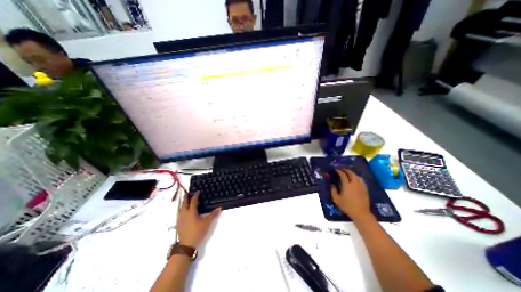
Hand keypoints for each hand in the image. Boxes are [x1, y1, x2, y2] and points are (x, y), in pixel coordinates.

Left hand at [176, 191, 219, 247]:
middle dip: (186, 197)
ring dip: (183, 203)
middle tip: (188, 193)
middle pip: (184, 203)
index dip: (195, 195)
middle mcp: (184, 213)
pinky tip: (184, 212)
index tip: (198, 191)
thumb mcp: (207, 223)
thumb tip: (220, 208)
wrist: (186, 245)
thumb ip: (213, 215)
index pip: (193, 201)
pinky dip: (182, 209)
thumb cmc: (197, 231)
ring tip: (186, 201)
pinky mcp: (178, 224)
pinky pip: (179, 213)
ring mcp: (180, 219)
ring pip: (180, 208)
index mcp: (191, 211)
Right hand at [332, 169, 371, 220]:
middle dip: (346, 170)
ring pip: (357, 176)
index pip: (343, 175)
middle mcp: (355, 184)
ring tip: (348, 173)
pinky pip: (361, 180)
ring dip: (352, 173)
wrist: (361, 213)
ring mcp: (361, 186)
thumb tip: (332, 184)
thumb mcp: (337, 199)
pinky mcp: (365, 189)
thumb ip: (333, 190)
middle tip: (342, 169)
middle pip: (351, 173)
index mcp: (347, 185)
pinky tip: (355, 179)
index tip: (336, 169)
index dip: (339, 171)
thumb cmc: (347, 206)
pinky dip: (357, 177)